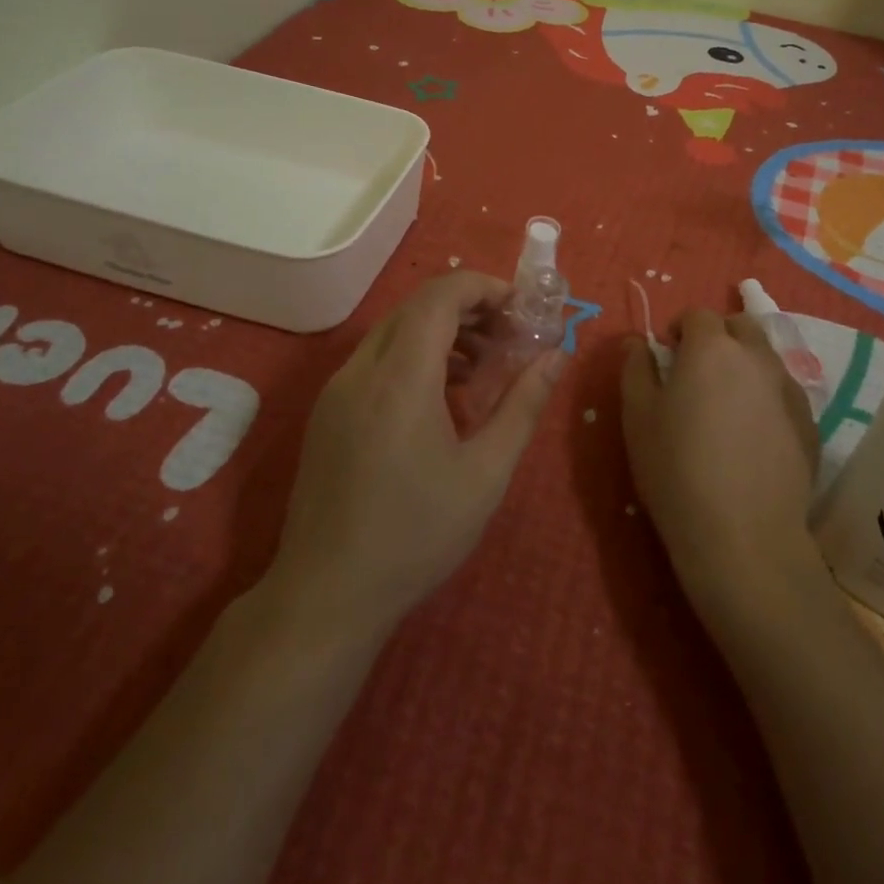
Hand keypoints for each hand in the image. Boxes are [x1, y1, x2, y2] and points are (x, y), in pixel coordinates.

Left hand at [270, 271, 564, 640]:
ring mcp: (337, 389)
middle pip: (417, 307)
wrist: (327, 595)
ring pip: (394, 330)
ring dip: (441, 330)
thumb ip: (524, 406)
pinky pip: (375, 358)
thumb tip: (557, 356)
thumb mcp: (486, 473)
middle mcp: (361, 370)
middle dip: (468, 307)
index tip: (520, 308)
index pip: (440, 296)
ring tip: (482, 366)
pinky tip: (441, 394)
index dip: (483, 287)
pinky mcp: (328, 411)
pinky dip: (414, 354)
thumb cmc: (416, 535)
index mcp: (400, 378)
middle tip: (509, 335)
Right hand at [621, 311, 819, 606]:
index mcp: (712, 348)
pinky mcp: (810, 424)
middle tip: (698, 372)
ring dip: (745, 365)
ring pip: (766, 358)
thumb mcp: (637, 416)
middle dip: (718, 337)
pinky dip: (767, 397)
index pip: (698, 314)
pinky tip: (752, 436)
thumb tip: (636, 341)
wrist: (743, 537)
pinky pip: (784, 393)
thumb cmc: (677, 469)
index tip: (668, 354)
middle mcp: (757, 357)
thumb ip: (635, 368)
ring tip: (726, 404)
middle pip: (741, 326)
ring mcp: (789, 390)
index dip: (680, 328)